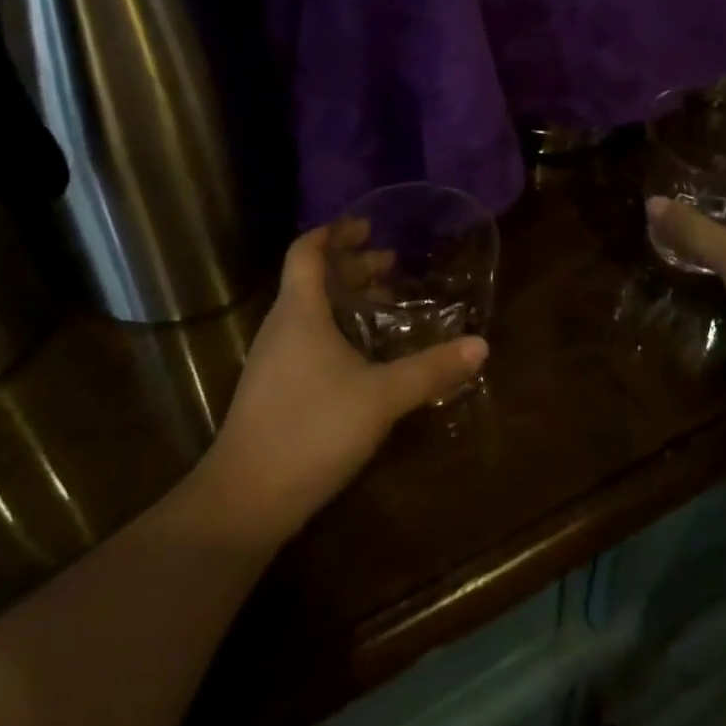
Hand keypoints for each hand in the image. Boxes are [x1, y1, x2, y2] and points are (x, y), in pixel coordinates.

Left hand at [195, 226, 487, 549]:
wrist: (245, 500)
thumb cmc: (312, 429)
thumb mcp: (381, 397)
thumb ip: (431, 369)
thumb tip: (481, 345)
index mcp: (299, 311)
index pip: (307, 251)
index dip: (334, 233)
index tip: (367, 226)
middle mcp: (281, 326)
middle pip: (311, 278)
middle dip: (351, 266)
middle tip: (391, 266)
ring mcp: (272, 359)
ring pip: (308, 310)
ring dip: (344, 299)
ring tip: (384, 305)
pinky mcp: (272, 389)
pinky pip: (304, 338)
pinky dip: (334, 329)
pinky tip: (361, 356)